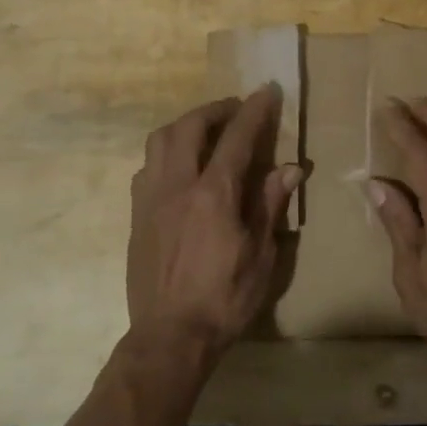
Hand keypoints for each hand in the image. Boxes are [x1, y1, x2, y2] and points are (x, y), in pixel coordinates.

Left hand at [126, 87, 303, 362]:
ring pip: (159, 141)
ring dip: (185, 126)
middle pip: (189, 127)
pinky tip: (180, 169)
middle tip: (235, 110)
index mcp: (213, 195)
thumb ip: (270, 205)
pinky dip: (166, 153)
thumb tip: (290, 167)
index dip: (254, 110)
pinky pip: (147, 167)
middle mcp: (177, 186)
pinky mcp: (136, 215)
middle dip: (215, 109)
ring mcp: (150, 199)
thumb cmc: (224, 298)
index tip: (266, 89)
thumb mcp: (261, 255)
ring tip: (205, 132)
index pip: (237, 137)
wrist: (170, 336)